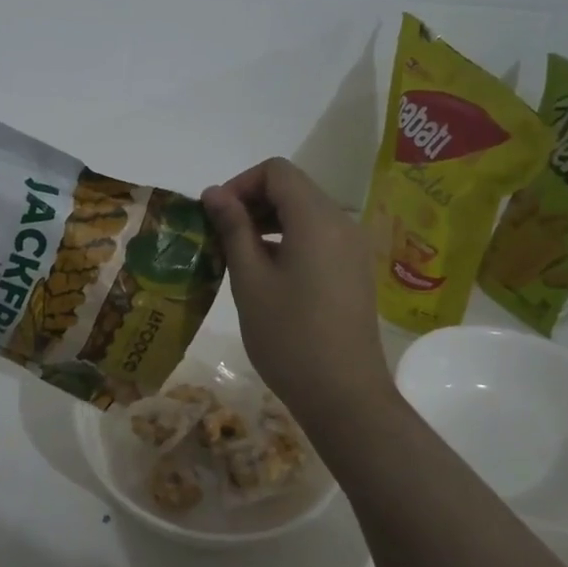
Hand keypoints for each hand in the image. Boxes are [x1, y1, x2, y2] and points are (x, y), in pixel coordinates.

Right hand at [201, 158, 394, 432]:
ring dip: (268, 222)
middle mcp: (342, 223)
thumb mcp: (250, 280)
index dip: (240, 184)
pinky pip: (318, 238)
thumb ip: (233, 229)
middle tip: (219, 236)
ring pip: (305, 213)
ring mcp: (353, 248)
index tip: (215, 216)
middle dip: (251, 201)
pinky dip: (288, 240)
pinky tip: (266, 274)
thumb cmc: (289, 336)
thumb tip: (214, 193)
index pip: (276, 171)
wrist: (343, 395)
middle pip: (293, 188)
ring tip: (237, 255)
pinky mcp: (354, 271)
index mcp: (317, 218)